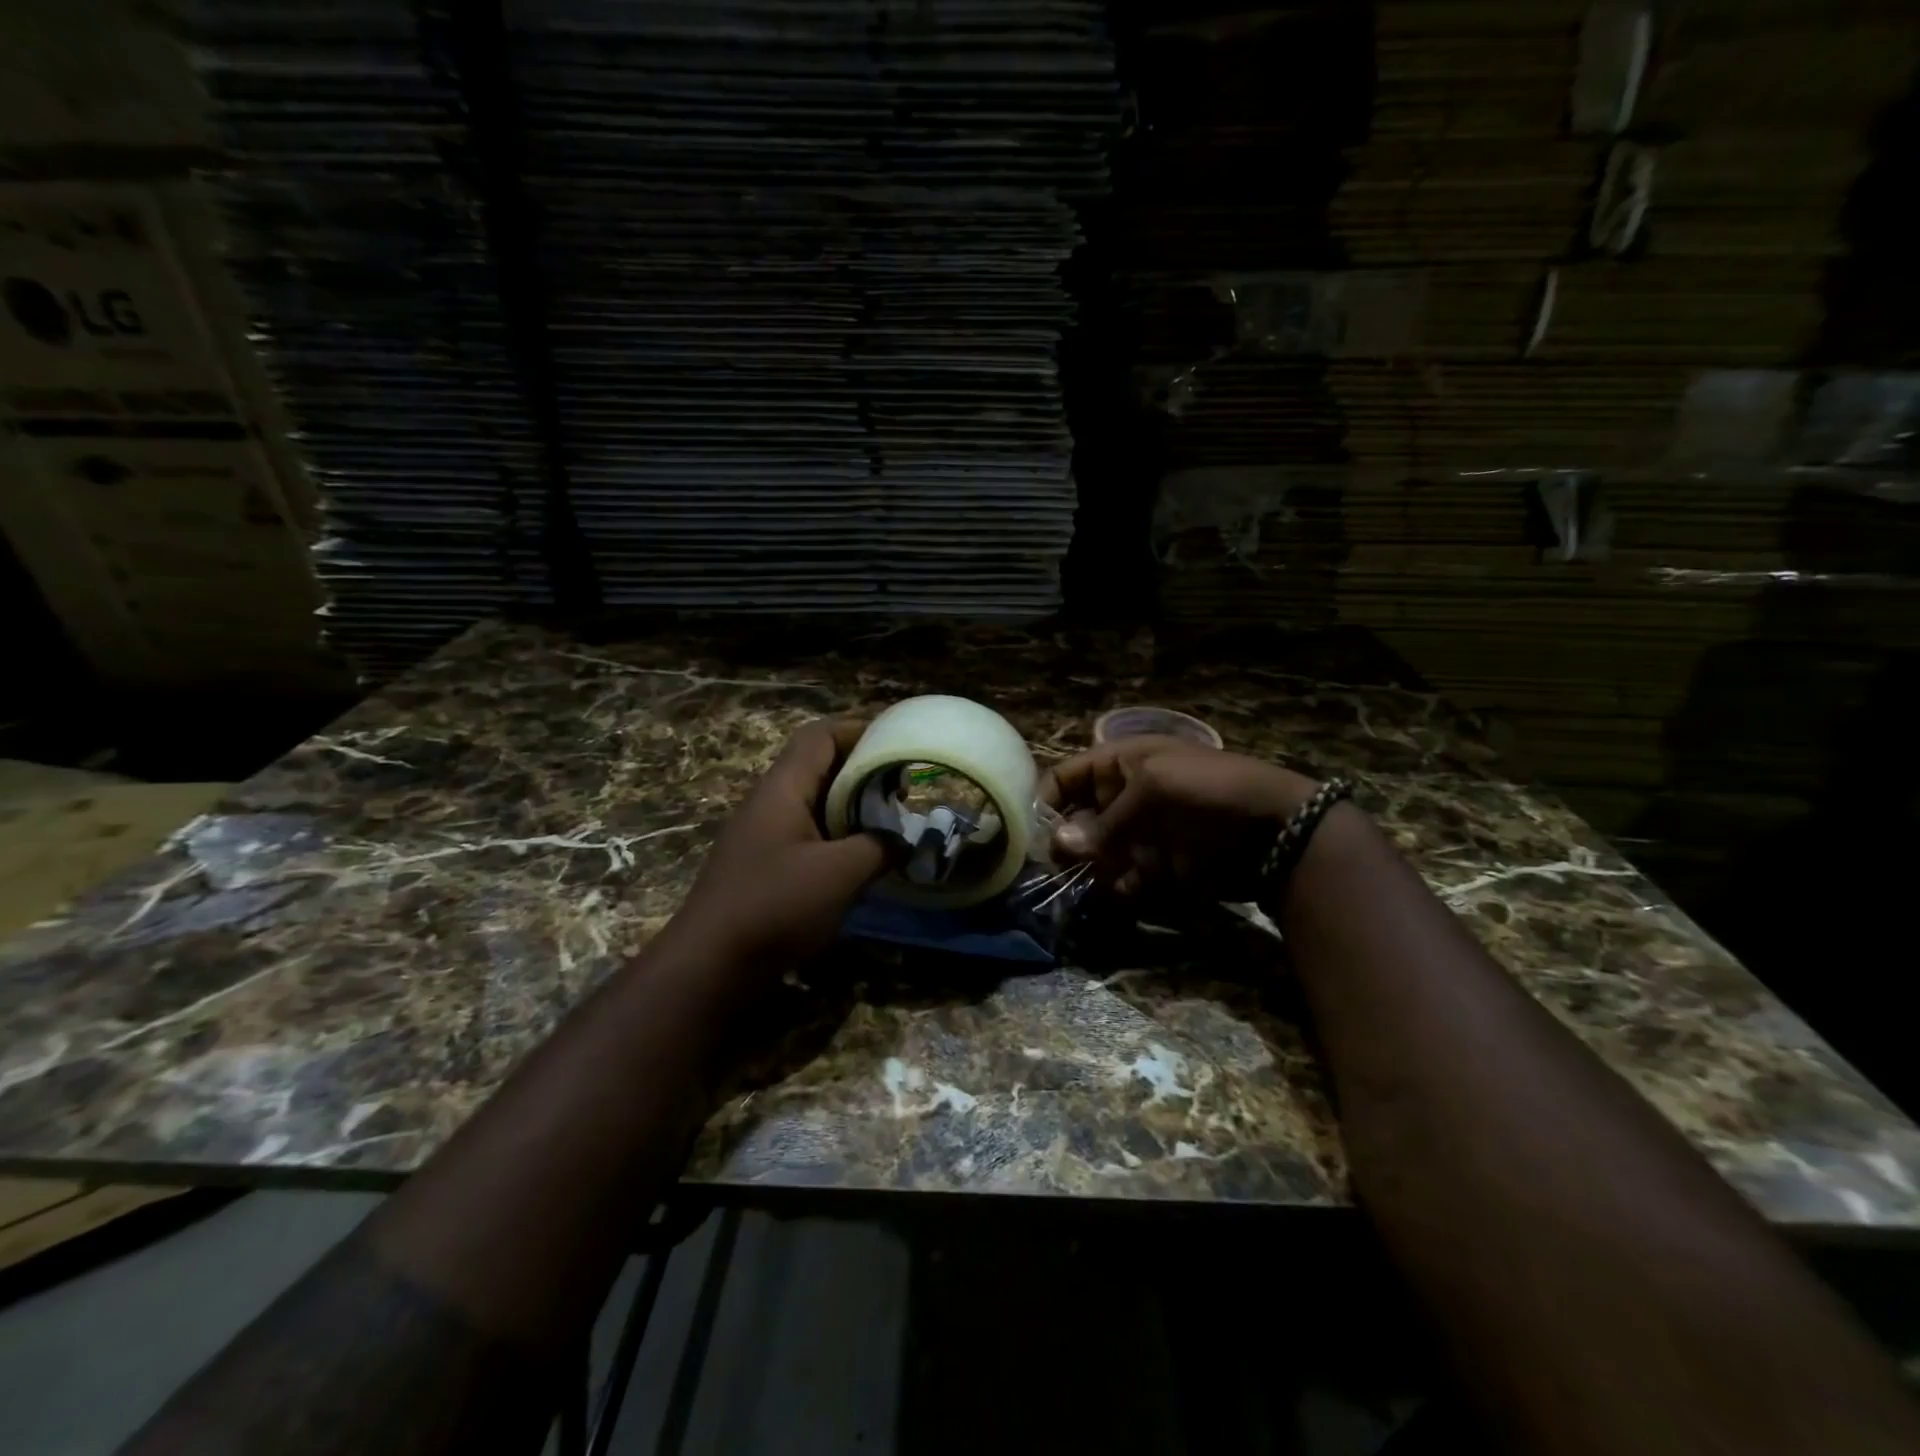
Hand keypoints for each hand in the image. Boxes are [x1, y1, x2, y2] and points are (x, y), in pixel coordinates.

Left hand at [667, 719, 891, 971]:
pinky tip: (863, 861)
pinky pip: (811, 834)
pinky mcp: (767, 865)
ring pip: (817, 803)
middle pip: (821, 766)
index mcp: (783, 789)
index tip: (899, 742)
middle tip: (902, 791)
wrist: (709, 965)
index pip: (821, 736)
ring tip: (890, 824)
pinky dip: (841, 836)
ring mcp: (766, 835)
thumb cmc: (774, 906)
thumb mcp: (839, 873)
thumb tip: (903, 841)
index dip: (860, 730)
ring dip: (854, 807)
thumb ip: (878, 848)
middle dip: (864, 771)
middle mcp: (771, 802)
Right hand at [1039, 736, 1320, 895]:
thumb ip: (1105, 822)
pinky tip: (1129, 888)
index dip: (1047, 801)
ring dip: (1091, 868)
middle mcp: (1123, 797)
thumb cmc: (1209, 791)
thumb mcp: (1154, 791)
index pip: (1066, 777)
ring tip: (1098, 877)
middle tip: (1060, 866)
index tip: (1035, 834)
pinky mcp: (1157, 864)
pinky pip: (1124, 876)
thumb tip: (1059, 845)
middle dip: (1067, 842)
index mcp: (1120, 763)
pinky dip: (1120, 885)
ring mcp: (1141, 832)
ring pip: (1096, 853)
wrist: (1275, 828)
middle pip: (1076, 819)